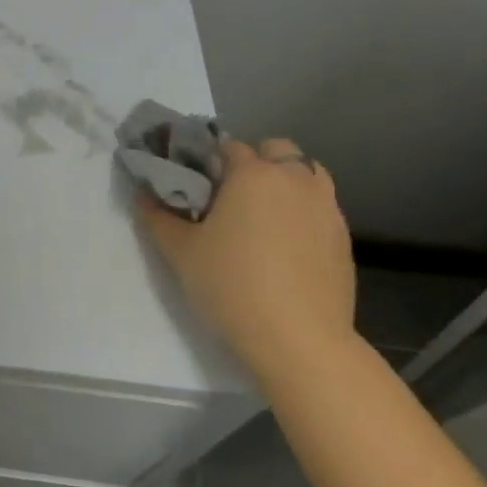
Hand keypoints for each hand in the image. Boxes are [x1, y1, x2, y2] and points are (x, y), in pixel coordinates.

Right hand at [136, 138, 356, 387]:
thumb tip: (143, 194)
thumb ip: (156, 216)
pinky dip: (302, 211)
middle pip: (277, 149)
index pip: (229, 147)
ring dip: (285, 181)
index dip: (209, 161)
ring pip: (307, 174)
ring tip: (262, 215)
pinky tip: (285, 245)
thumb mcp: (179, 251)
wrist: (299, 340)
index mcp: (253, 174)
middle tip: (231, 195)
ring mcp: (326, 208)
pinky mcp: (343, 238)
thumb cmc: (231, 285)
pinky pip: (320, 207)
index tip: (196, 185)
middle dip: (255, 161)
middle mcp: (294, 180)